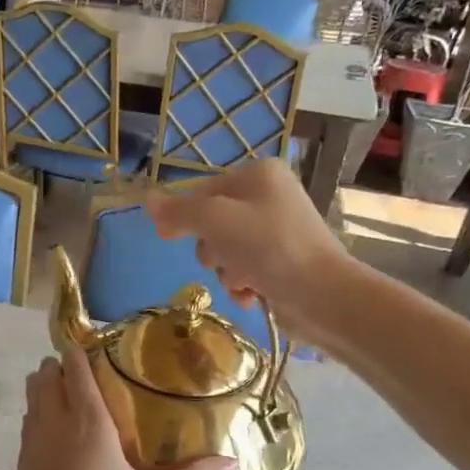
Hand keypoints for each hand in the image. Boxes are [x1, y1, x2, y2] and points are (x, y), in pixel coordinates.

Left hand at [0, 348, 236, 469]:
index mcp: (86, 423)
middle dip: (63, 365)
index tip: (103, 346)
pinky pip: (28, 421)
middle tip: (94, 374)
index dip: (82, 350)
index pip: (75, 368)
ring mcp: (31, 443)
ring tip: (78, 397)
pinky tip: (63, 436)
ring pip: (32, 396)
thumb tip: (233, 463)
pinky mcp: (20, 464)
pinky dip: (40, 412)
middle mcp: (53, 423)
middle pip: (46, 374)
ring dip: (48, 386)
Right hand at [147, 160, 350, 335]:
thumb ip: (179, 211)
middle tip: (226, 258)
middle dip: (213, 249)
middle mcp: (269, 197)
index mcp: (258, 175)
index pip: (203, 191)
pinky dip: (242, 286)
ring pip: (226, 252)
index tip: (166, 237)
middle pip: (213, 224)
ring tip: (245, 280)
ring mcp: (277, 233)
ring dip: (227, 272)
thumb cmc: (268, 247)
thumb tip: (148, 201)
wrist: (321, 294)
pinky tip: (254, 294)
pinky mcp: (281, 264)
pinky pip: (244, 272)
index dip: (184, 216)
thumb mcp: (215, 221)